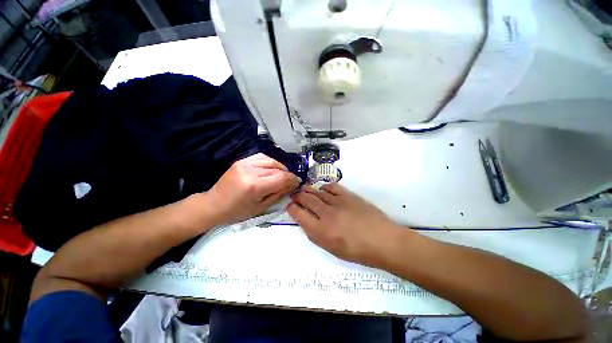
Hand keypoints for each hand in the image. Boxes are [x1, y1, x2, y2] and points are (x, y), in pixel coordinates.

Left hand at [206, 153, 300, 224]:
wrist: (214, 204)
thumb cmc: (238, 211)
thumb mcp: (262, 207)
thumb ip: (279, 194)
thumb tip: (292, 185)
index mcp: (255, 186)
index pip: (281, 178)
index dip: (292, 179)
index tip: (298, 182)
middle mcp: (251, 171)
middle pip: (277, 169)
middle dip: (288, 174)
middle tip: (291, 181)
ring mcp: (245, 163)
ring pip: (271, 161)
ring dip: (281, 167)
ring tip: (283, 174)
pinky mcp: (242, 160)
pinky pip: (262, 157)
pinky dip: (271, 162)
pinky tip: (273, 168)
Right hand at [287, 183, 401, 265]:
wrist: (383, 241)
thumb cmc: (357, 251)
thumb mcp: (332, 249)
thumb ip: (317, 233)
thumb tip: (308, 220)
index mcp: (321, 232)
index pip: (299, 215)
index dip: (292, 209)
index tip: (290, 206)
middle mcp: (326, 214)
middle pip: (306, 200)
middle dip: (298, 196)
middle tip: (295, 195)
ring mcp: (338, 202)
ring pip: (317, 192)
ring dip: (309, 190)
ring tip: (304, 189)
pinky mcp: (348, 195)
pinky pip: (332, 187)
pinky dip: (324, 187)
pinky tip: (323, 189)